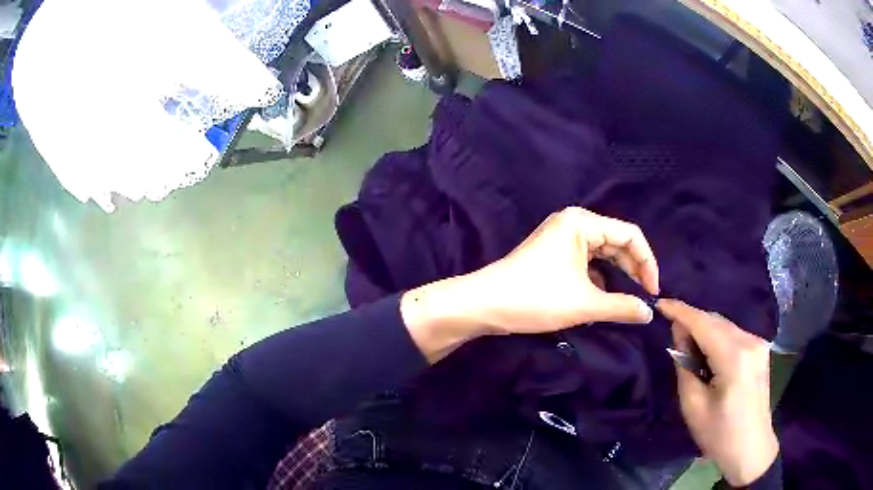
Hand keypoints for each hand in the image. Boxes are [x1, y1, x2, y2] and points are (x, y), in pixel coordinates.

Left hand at [401, 207, 658, 361]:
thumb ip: (622, 307)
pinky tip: (602, 300)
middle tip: (643, 298)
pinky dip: (598, 280)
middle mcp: (573, 224)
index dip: (647, 262)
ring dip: (616, 277)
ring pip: (601, 255)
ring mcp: (561, 238)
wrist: (485, 304)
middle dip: (632, 270)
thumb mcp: (585, 304)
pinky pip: (586, 263)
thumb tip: (648, 313)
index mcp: (582, 222)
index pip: (630, 235)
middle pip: (616, 243)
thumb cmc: (536, 298)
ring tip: (626, 301)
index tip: (653, 292)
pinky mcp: (553, 255)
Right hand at [657, 299, 777, 486]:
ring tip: (688, 348)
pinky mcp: (760, 349)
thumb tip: (679, 334)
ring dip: (704, 331)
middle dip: (692, 322)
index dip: (680, 311)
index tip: (660, 303)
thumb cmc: (719, 434)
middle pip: (715, 321)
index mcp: (734, 357)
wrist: (751, 448)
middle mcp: (750, 341)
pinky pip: (733, 334)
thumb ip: (685, 365)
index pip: (703, 323)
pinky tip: (708, 354)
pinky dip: (716, 338)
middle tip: (671, 335)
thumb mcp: (693, 406)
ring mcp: (758, 343)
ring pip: (724, 326)